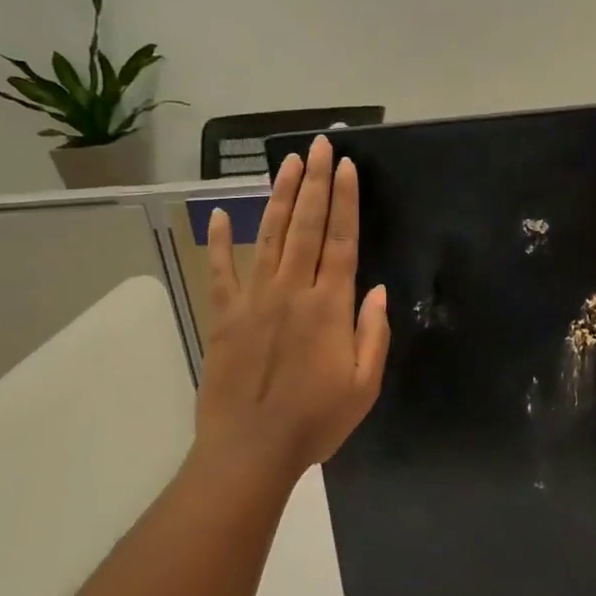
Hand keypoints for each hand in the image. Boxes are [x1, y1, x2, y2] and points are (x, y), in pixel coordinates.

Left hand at [194, 134, 390, 480]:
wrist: (249, 451)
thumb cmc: (315, 421)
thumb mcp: (363, 386)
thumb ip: (372, 334)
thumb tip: (376, 290)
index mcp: (328, 306)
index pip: (341, 240)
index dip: (345, 200)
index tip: (346, 166)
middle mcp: (291, 290)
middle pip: (307, 225)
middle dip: (315, 182)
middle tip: (319, 145)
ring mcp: (253, 299)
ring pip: (270, 236)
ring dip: (280, 197)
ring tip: (287, 163)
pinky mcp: (223, 316)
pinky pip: (221, 271)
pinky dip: (220, 241)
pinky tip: (221, 213)